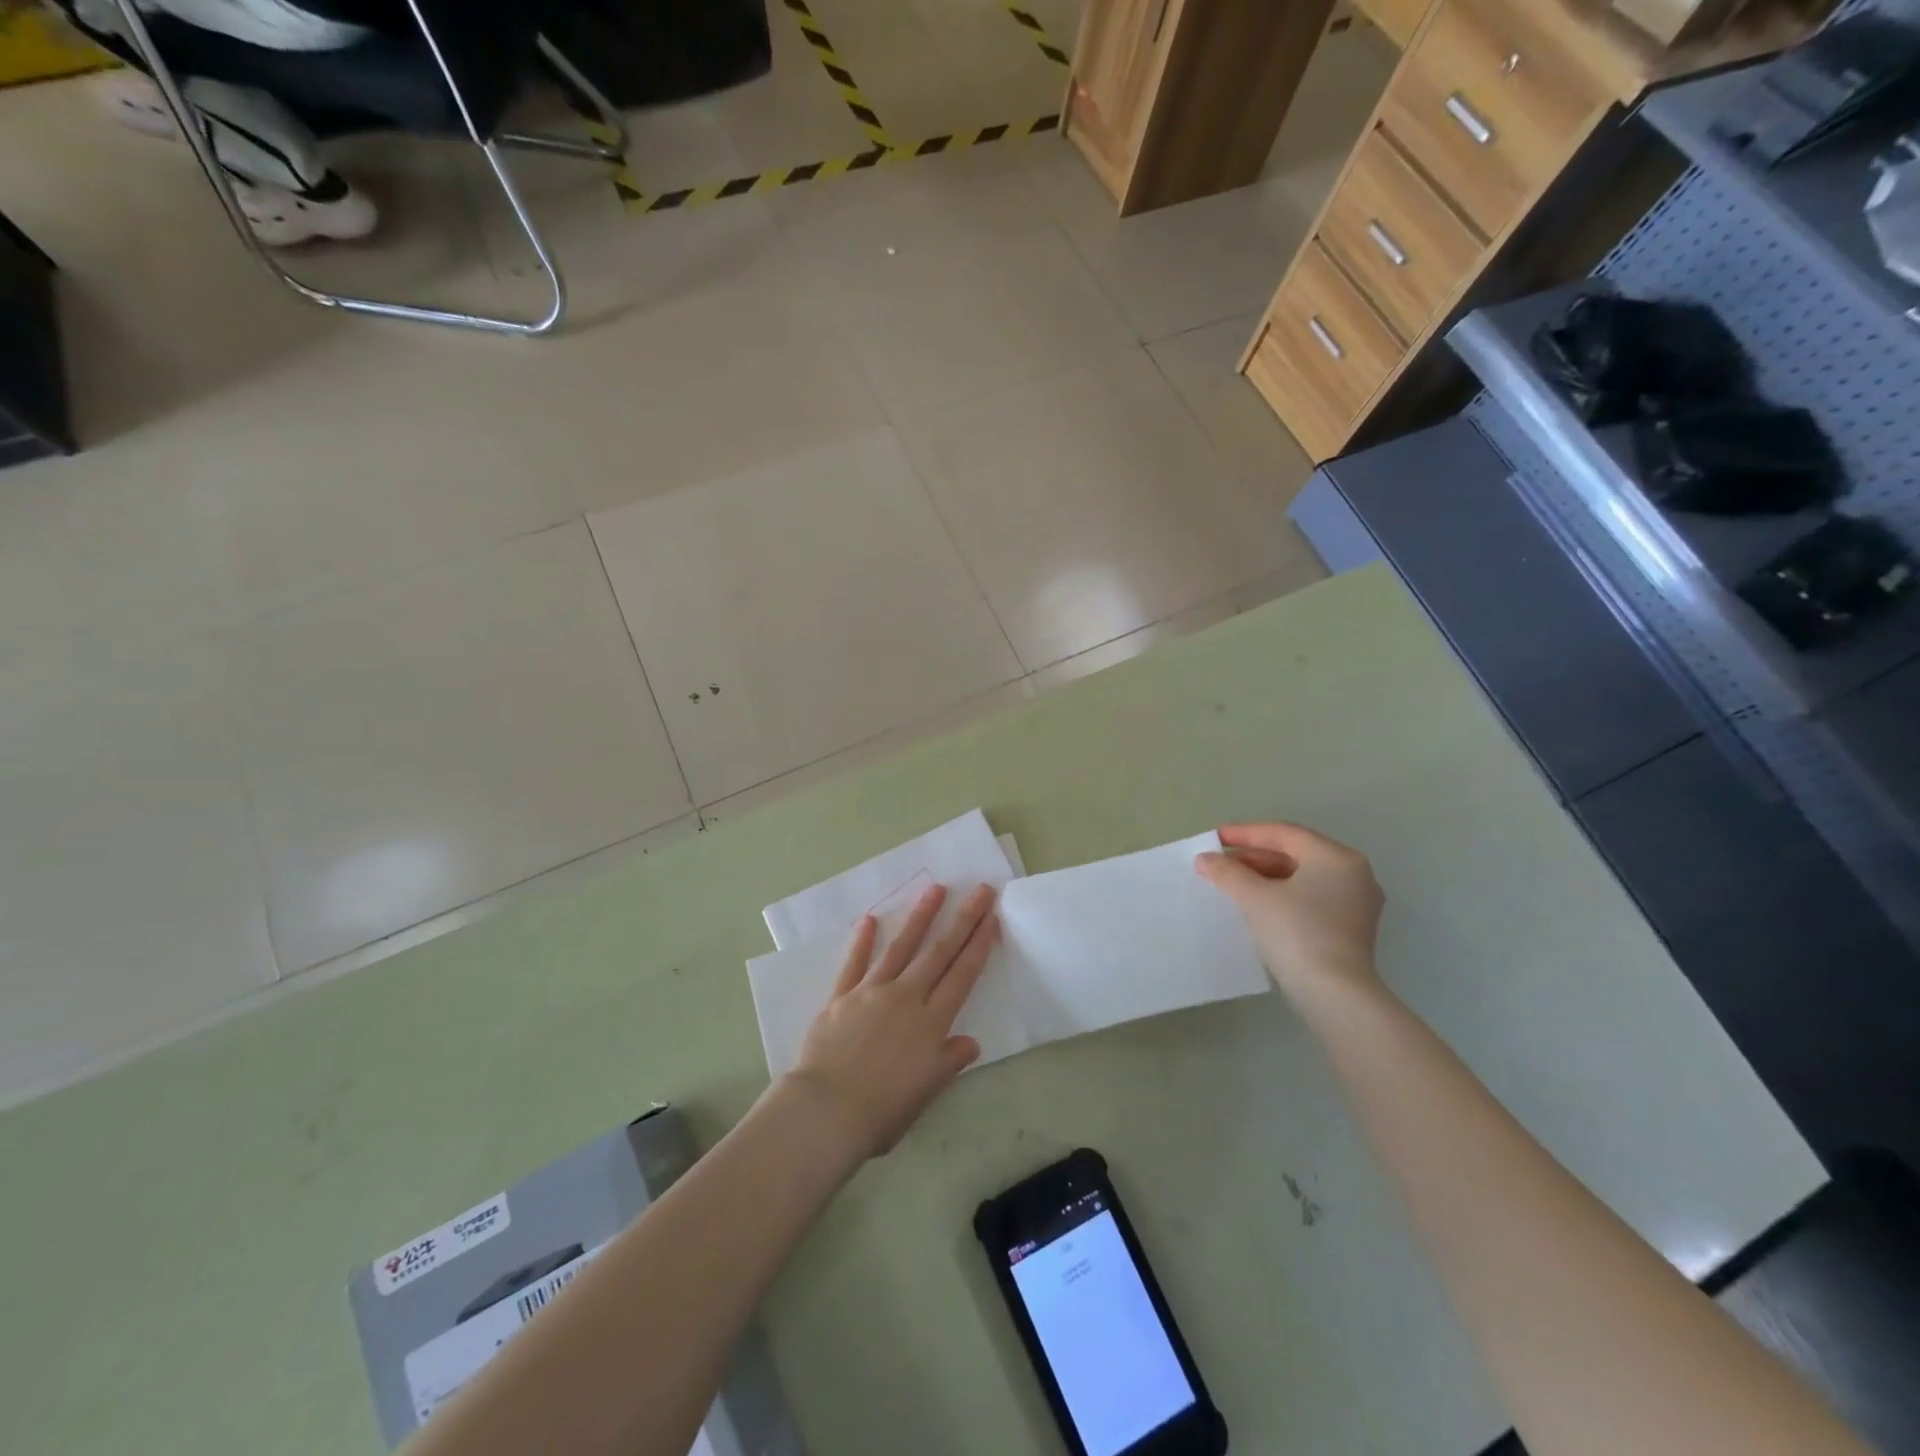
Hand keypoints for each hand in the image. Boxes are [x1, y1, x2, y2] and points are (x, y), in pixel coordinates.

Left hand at [788, 883, 999, 1157]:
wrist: (825, 1112)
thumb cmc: (881, 1112)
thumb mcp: (925, 1093)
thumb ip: (948, 1062)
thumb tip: (971, 1042)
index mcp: (930, 1023)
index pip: (962, 976)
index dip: (979, 945)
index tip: (991, 918)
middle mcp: (905, 998)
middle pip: (939, 952)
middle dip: (962, 919)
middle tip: (979, 890)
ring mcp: (871, 992)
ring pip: (901, 948)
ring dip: (920, 917)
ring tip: (935, 889)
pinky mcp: (841, 996)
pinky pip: (854, 963)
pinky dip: (862, 941)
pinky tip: (870, 919)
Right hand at [1195, 822, 1384, 997]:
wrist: (1335, 994)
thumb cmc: (1297, 933)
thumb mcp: (1255, 897)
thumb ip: (1227, 872)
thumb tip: (1205, 860)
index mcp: (1336, 857)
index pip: (1284, 833)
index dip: (1245, 833)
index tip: (1215, 838)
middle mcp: (1353, 873)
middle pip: (1295, 854)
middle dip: (1254, 858)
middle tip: (1220, 865)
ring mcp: (1356, 903)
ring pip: (1302, 878)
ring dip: (1265, 877)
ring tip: (1232, 885)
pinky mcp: (1351, 929)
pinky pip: (1310, 899)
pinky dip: (1282, 896)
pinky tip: (1256, 906)